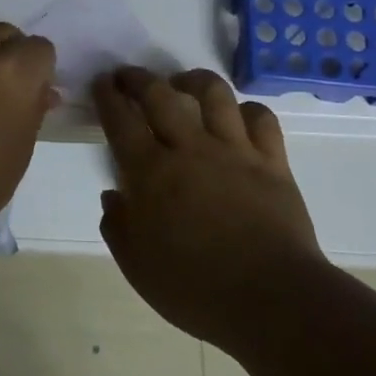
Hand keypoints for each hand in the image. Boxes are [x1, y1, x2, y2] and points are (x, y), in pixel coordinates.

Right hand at [93, 67, 325, 347]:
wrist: (270, 299)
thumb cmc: (195, 289)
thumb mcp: (137, 266)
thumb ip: (118, 225)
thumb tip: (114, 195)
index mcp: (151, 173)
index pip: (121, 120)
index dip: (108, 96)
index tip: (102, 83)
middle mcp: (191, 149)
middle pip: (161, 95)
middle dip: (139, 78)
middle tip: (129, 76)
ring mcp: (235, 151)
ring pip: (214, 94)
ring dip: (193, 80)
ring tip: (183, 83)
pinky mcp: (272, 161)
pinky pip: (261, 118)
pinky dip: (247, 109)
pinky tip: (237, 114)